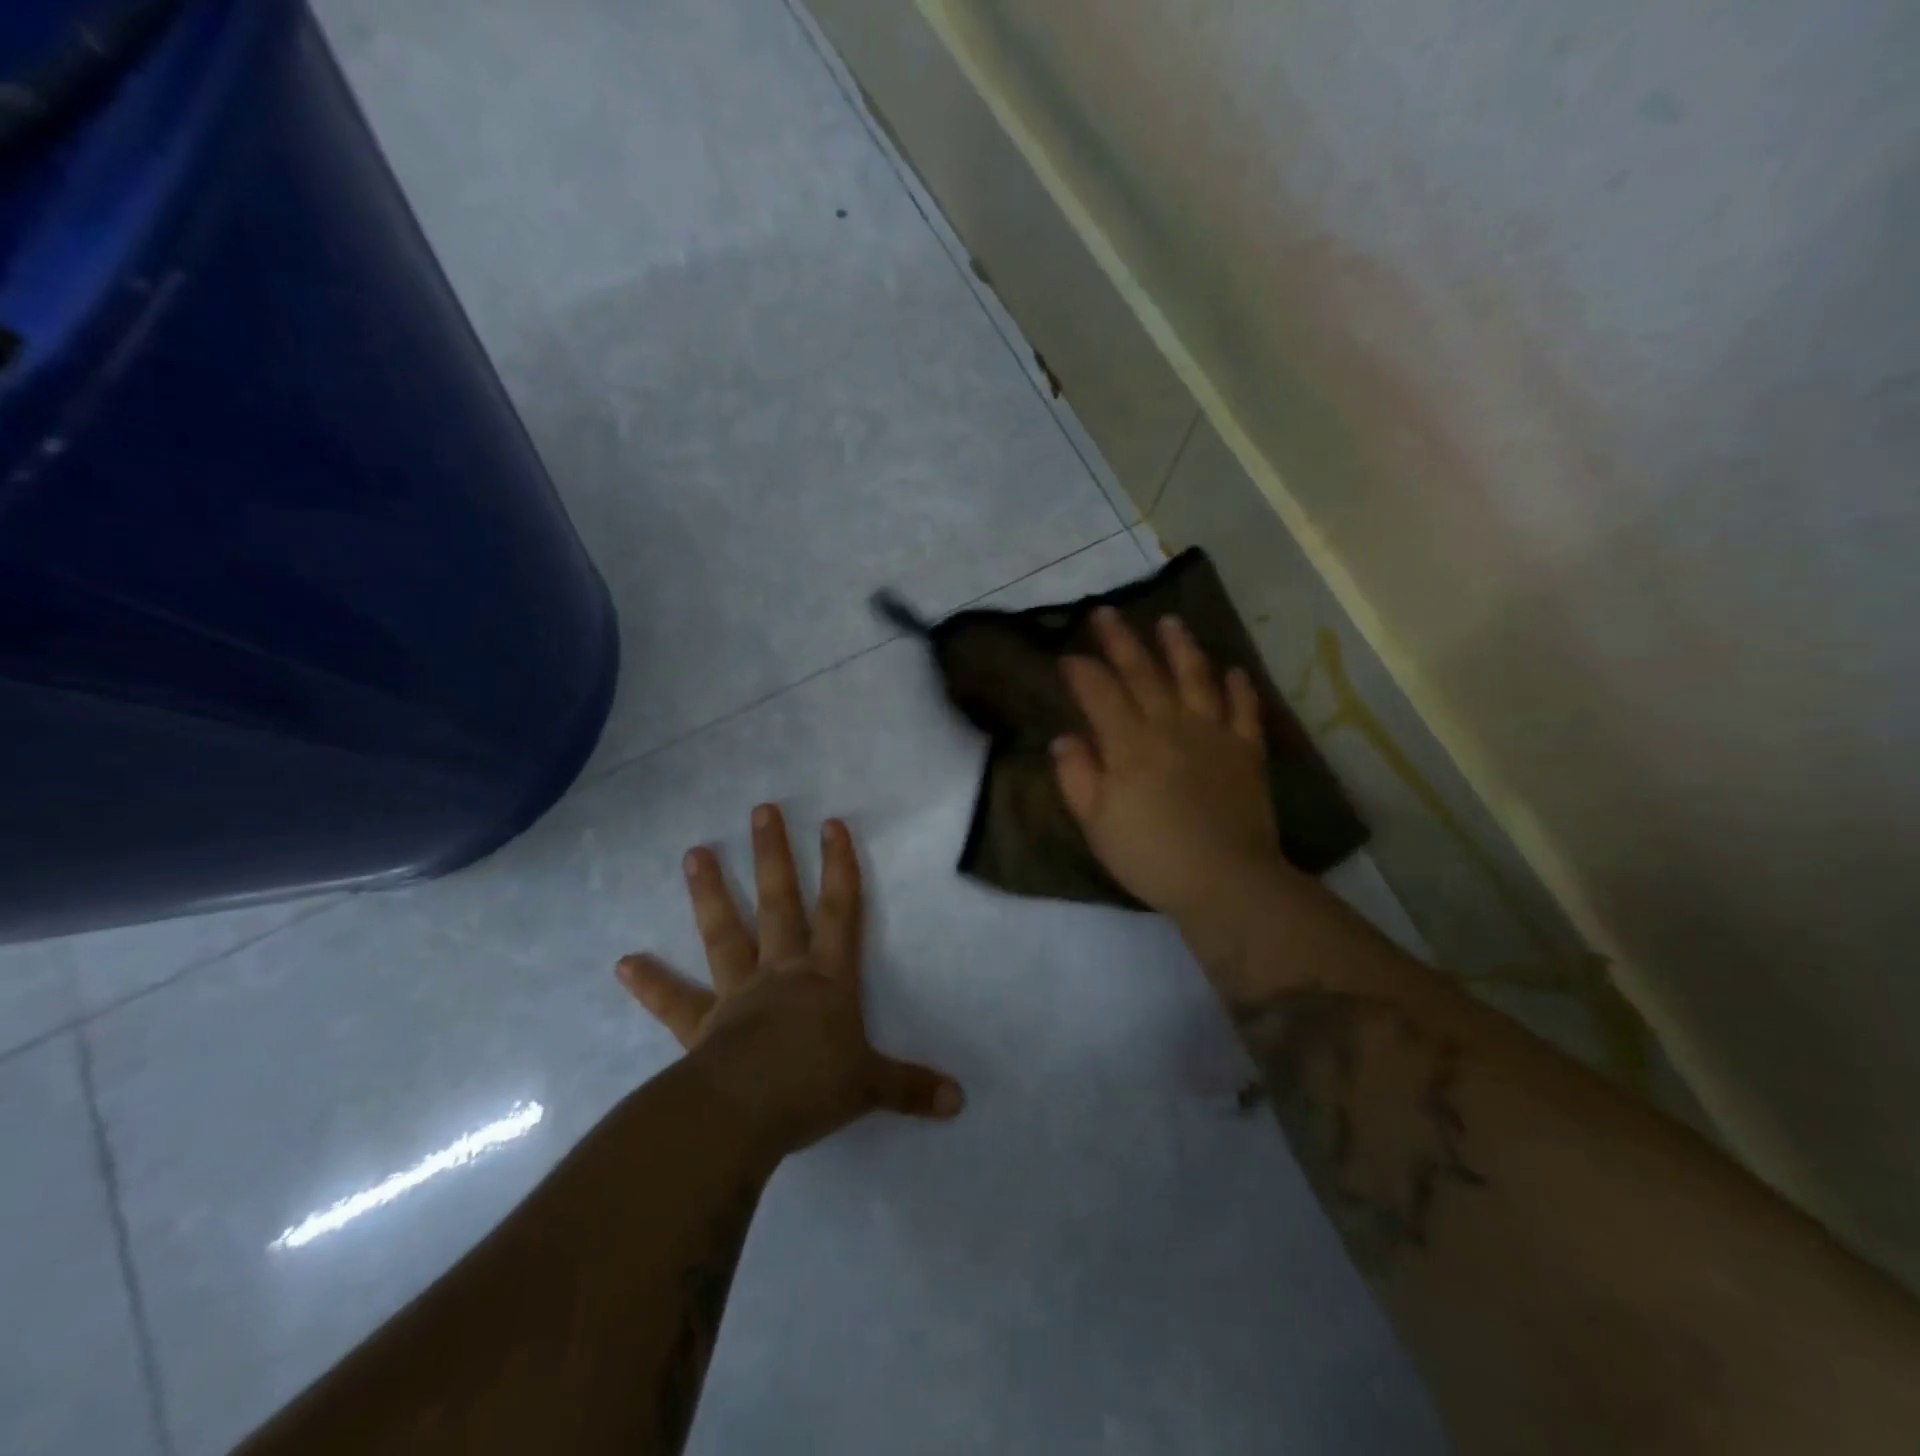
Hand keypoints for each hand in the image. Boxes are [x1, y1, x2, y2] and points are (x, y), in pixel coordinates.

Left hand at [617, 805, 962, 1159]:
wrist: (744, 1113)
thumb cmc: (813, 1087)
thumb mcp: (871, 1086)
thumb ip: (911, 1087)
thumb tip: (959, 1101)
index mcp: (825, 979)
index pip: (840, 911)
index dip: (839, 867)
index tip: (832, 824)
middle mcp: (781, 973)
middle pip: (779, 904)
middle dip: (774, 856)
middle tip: (761, 811)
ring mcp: (737, 994)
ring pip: (724, 934)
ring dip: (711, 893)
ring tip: (695, 853)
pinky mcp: (701, 1026)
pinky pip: (674, 1002)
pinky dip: (650, 983)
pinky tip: (624, 963)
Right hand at [1052, 608, 1284, 921]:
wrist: (1226, 880)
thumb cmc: (1151, 855)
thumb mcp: (1097, 824)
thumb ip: (1077, 777)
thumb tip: (1064, 738)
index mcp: (1129, 744)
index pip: (1100, 694)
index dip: (1081, 671)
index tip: (1067, 655)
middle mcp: (1170, 726)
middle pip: (1143, 673)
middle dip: (1121, 641)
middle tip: (1107, 611)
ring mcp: (1213, 734)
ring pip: (1196, 678)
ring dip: (1181, 647)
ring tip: (1170, 622)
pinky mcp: (1247, 751)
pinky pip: (1244, 710)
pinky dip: (1239, 688)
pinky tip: (1232, 671)